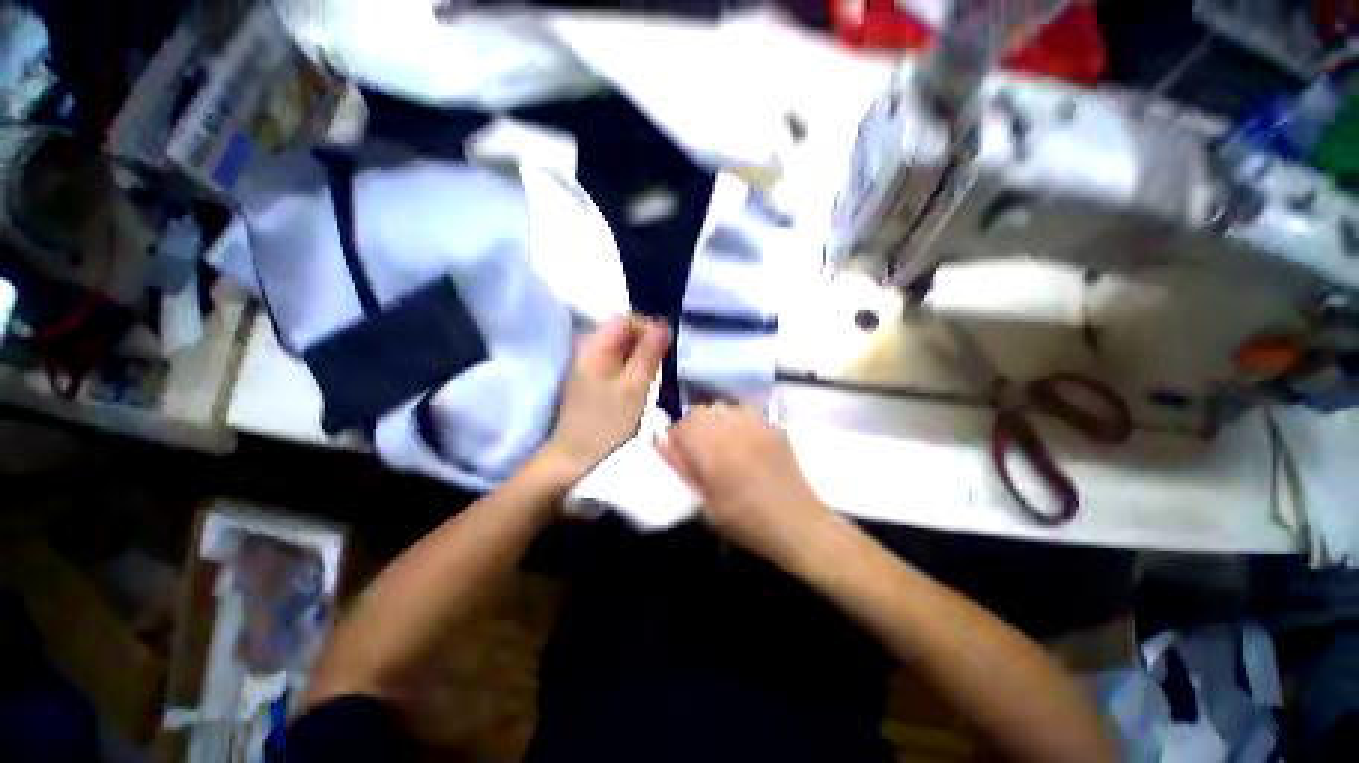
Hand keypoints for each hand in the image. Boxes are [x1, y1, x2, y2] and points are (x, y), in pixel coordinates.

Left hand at [546, 315, 669, 481]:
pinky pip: (619, 364)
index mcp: (595, 346)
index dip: (648, 326)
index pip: (625, 319)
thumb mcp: (634, 386)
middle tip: (666, 361)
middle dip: (648, 342)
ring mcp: (591, 367)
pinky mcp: (595, 381)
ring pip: (623, 349)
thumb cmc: (607, 422)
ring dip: (643, 356)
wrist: (577, 456)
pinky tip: (645, 383)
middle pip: (623, 332)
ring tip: (658, 372)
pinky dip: (635, 368)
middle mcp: (590, 350)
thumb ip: (648, 353)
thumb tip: (662, 326)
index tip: (667, 346)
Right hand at [656, 404, 833, 567]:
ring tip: (721, 444)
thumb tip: (661, 444)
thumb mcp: (706, 505)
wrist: (798, 524)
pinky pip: (744, 412)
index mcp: (713, 451)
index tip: (680, 456)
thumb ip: (683, 470)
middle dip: (693, 428)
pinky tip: (743, 441)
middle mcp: (732, 429)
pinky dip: (736, 422)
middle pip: (700, 412)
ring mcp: (756, 424)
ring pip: (722, 408)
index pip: (681, 427)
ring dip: (714, 422)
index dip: (675, 440)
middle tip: (699, 451)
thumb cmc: (747, 523)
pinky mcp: (773, 426)